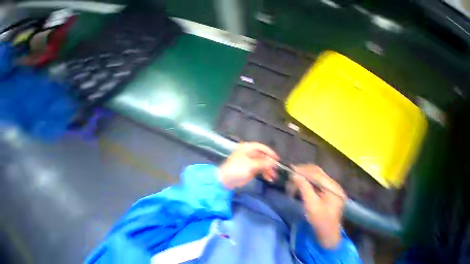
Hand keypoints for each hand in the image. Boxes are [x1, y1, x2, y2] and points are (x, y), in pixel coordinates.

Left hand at [219, 142, 278, 189]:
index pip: (260, 147)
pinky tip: (269, 178)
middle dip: (269, 162)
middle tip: (277, 169)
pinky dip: (264, 173)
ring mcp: (250, 161)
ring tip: (274, 176)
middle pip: (262, 155)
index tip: (276, 158)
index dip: (269, 151)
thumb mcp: (250, 165)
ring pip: (262, 163)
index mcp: (247, 148)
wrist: (226, 180)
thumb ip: (263, 163)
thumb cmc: (237, 169)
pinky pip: (260, 169)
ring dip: (268, 169)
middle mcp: (249, 153)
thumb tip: (274, 162)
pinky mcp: (250, 169)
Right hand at [292, 164, 345, 248]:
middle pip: (315, 171)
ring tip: (293, 180)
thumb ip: (304, 188)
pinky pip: (312, 179)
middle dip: (302, 171)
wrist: (327, 234)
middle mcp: (332, 184)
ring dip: (302, 175)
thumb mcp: (311, 205)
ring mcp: (329, 186)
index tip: (291, 171)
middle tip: (291, 175)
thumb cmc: (321, 222)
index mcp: (333, 189)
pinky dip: (304, 179)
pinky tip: (298, 183)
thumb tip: (294, 174)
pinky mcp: (324, 188)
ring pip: (313, 173)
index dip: (303, 170)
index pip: (317, 173)